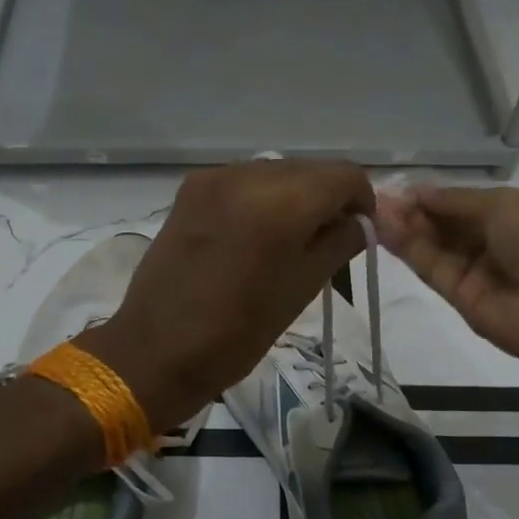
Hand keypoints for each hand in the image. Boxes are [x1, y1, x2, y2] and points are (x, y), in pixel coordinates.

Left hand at [78, 160, 374, 429]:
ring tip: (289, 239)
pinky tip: (254, 234)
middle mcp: (247, 175)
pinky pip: (244, 180)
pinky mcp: (191, 188)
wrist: (156, 350)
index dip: (362, 201)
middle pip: (311, 169)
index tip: (358, 232)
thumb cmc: (238, 332)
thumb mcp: (303, 288)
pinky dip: (261, 198)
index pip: (344, 176)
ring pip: (277, 171)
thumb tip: (359, 221)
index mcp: (281, 203)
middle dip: (328, 198)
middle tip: (327, 239)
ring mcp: (214, 178)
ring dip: (295, 196)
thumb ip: (339, 242)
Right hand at [374, 184, 518, 377]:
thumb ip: (456, 201)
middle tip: (376, 199)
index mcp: (513, 216)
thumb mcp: (504, 206)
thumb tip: (418, 193)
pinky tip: (384, 230)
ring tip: (372, 210)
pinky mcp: (461, 300)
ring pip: (433, 247)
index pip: (462, 204)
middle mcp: (493, 244)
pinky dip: (409, 249)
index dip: (431, 196)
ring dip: (404, 228)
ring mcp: (477, 274)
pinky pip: (432, 269)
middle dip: (412, 210)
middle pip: (444, 225)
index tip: (396, 188)